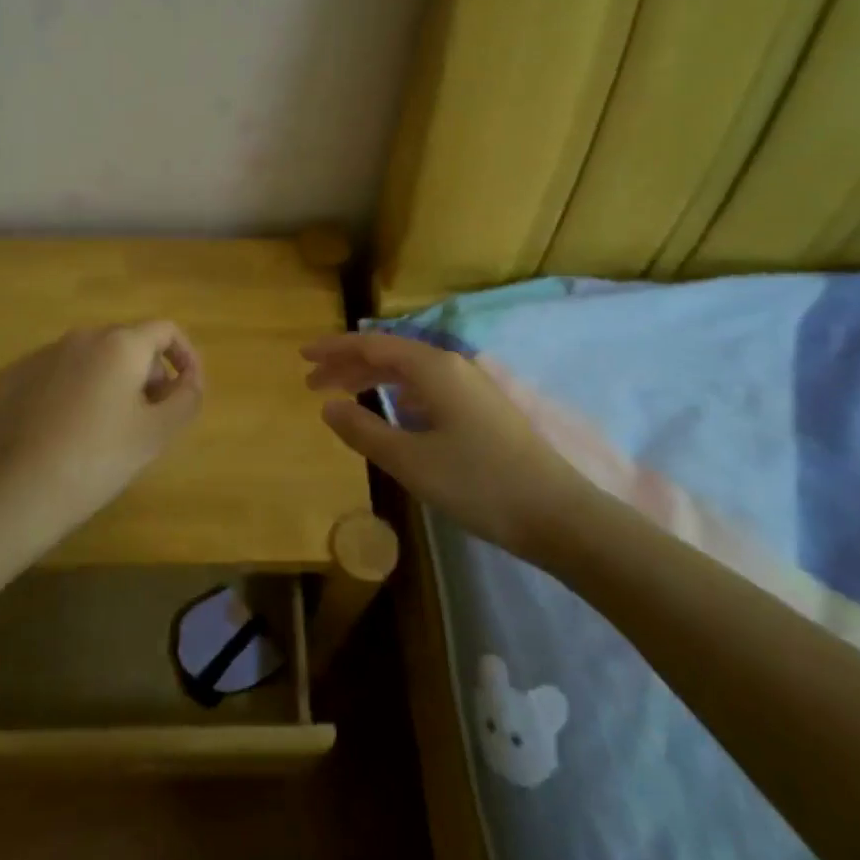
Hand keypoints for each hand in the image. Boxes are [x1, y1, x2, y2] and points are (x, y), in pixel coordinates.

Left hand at [0, 322, 203, 532]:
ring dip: (108, 382)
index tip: (187, 389)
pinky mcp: (11, 377)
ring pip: (89, 359)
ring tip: (106, 428)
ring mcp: (40, 355)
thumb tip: (189, 380)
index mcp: (120, 345)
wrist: (17, 493)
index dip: (185, 356)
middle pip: (127, 344)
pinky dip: (70, 392)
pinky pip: (54, 375)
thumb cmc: (98, 460)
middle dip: (146, 374)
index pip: (165, 331)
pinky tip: (64, 431)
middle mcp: (80, 337)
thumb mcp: (157, 434)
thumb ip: (186, 398)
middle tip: (149, 418)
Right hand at [302, 332, 586, 555]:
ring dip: (372, 380)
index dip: (334, 348)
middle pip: (390, 355)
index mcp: (433, 369)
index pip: (372, 345)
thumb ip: (364, 430)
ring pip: (410, 372)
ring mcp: (472, 388)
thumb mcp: (410, 460)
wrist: (557, 514)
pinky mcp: (483, 410)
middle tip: (312, 383)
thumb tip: (328, 406)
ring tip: (342, 396)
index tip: (302, 357)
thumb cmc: (477, 483)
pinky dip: (399, 394)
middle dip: (348, 365)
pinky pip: (428, 388)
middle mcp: (453, 367)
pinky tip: (392, 411)